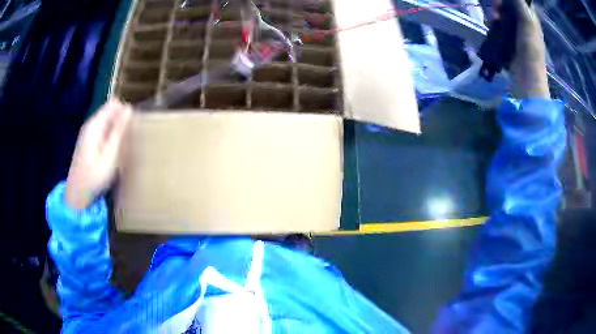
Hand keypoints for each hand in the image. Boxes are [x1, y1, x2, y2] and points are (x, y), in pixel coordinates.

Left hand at [65, 99, 131, 209]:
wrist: (77, 195)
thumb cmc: (94, 176)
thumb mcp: (110, 154)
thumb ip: (118, 130)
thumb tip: (129, 109)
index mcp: (95, 124)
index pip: (113, 104)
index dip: (125, 110)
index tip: (132, 125)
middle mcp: (90, 125)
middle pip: (109, 112)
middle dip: (120, 119)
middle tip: (128, 138)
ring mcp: (87, 134)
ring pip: (106, 122)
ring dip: (116, 129)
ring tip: (122, 145)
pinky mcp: (87, 143)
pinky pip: (102, 131)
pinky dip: (109, 136)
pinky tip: (112, 150)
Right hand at [482, 0, 549, 98]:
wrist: (526, 80)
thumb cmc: (530, 51)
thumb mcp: (528, 23)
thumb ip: (520, 5)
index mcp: (531, 20)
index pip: (520, 2)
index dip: (510, 0)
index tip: (500, 0)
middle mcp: (525, 26)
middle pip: (510, 9)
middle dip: (500, 6)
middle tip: (495, 12)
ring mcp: (517, 35)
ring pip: (504, 17)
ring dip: (496, 16)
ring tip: (492, 21)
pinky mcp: (509, 44)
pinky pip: (500, 28)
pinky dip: (495, 26)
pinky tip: (491, 27)